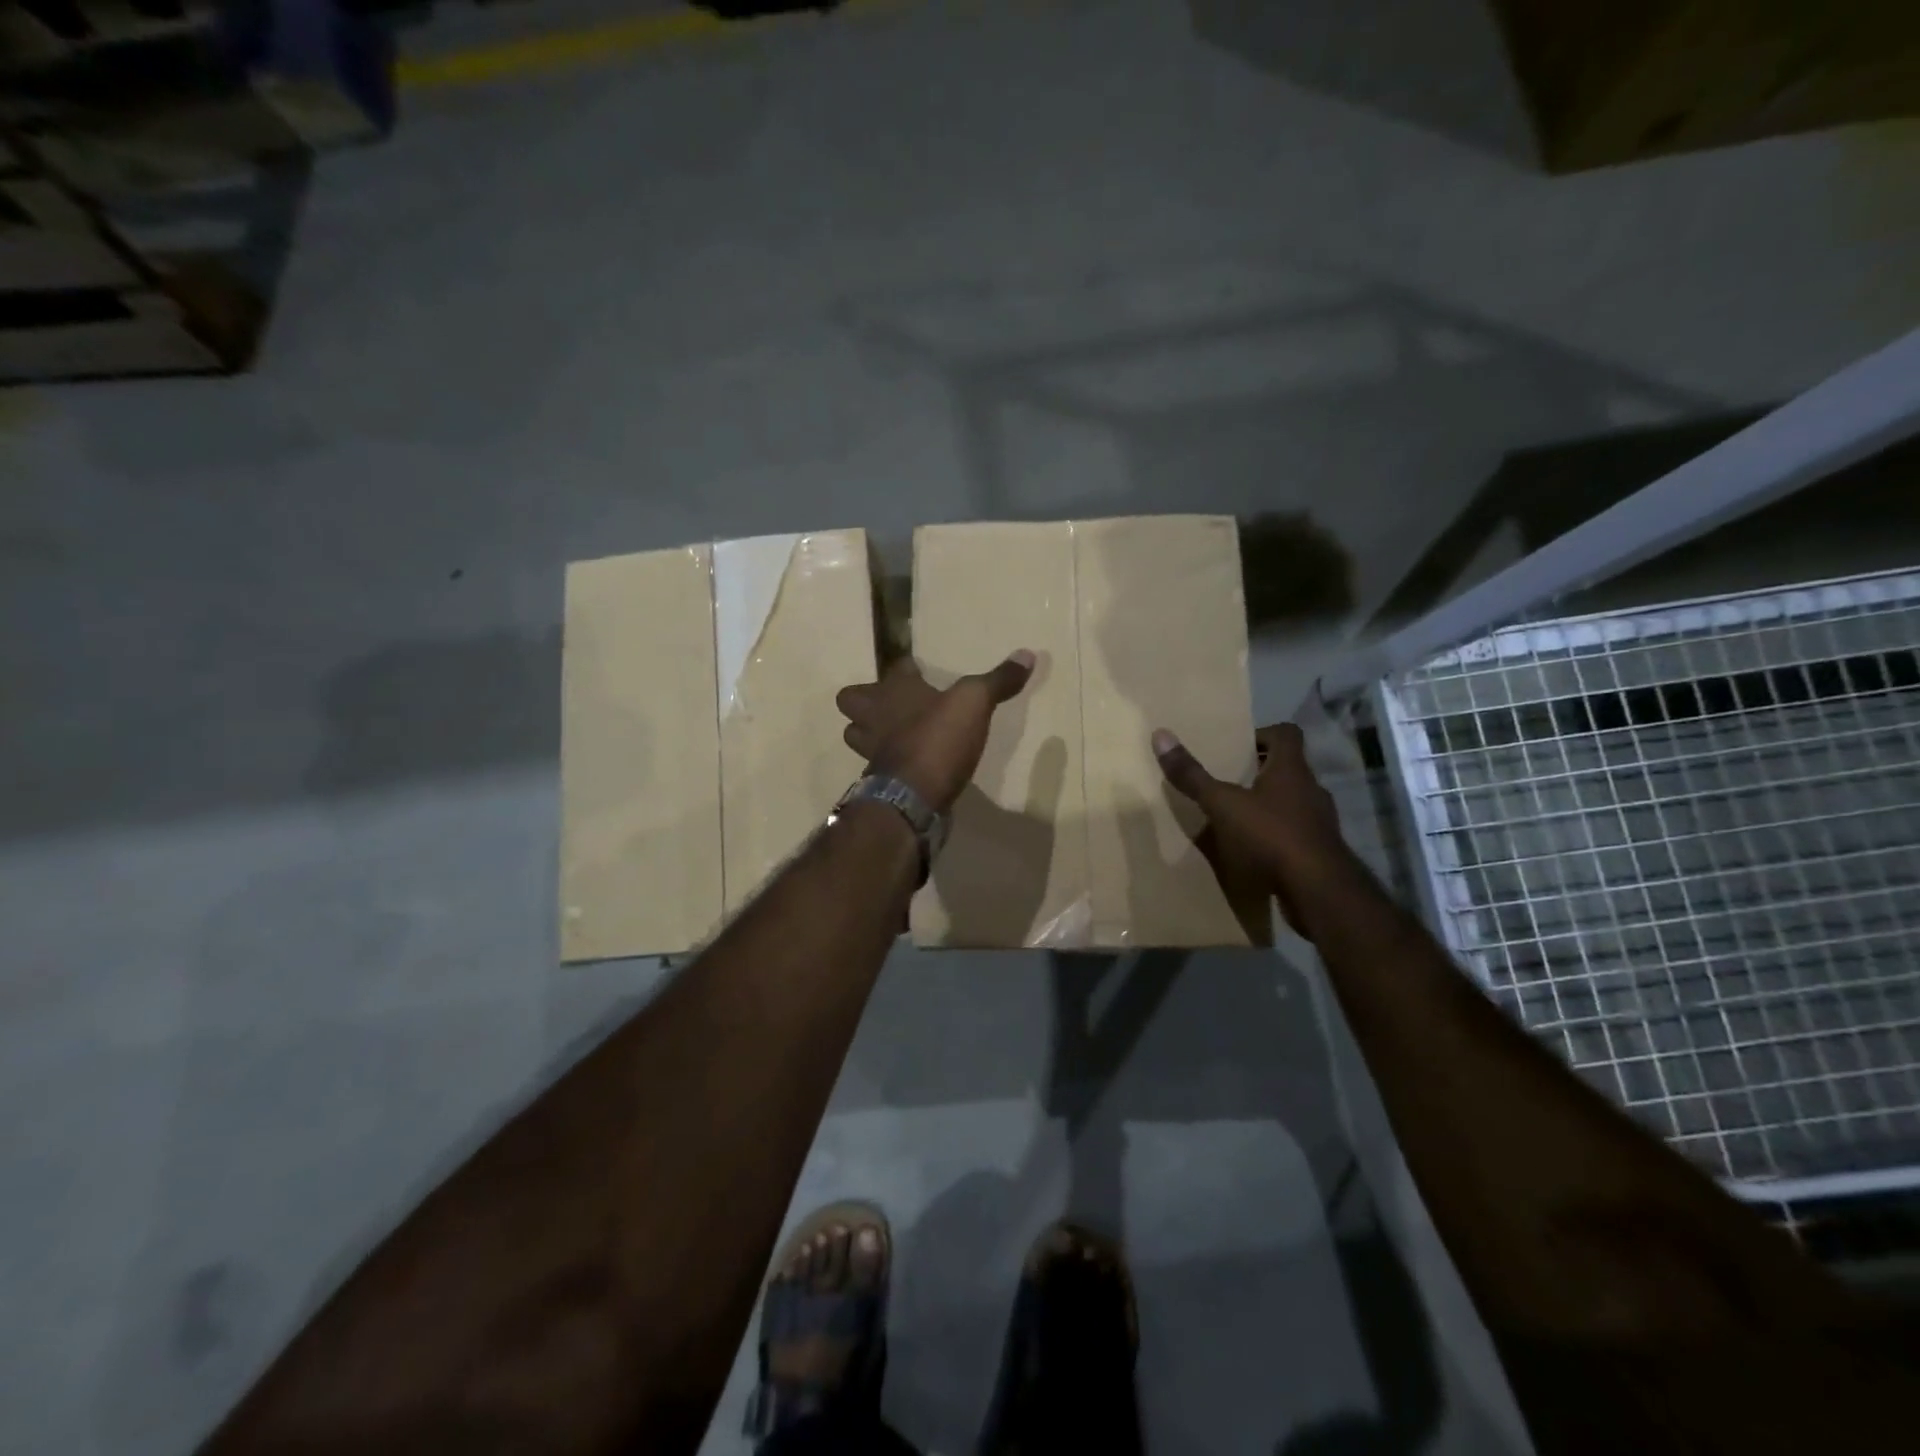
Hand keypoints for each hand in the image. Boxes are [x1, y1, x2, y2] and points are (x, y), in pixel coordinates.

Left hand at [836, 650, 1036, 812]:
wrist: (912, 798)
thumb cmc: (938, 739)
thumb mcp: (975, 703)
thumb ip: (998, 680)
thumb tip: (1027, 653)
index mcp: (895, 690)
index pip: (897, 667)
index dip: (908, 667)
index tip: (919, 669)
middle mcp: (875, 715)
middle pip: (852, 699)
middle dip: (867, 699)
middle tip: (892, 703)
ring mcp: (871, 749)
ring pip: (857, 733)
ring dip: (869, 731)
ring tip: (893, 733)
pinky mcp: (877, 779)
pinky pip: (876, 764)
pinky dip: (888, 761)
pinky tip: (909, 764)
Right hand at [1153, 721, 1353, 934]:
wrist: (1318, 891)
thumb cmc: (1270, 836)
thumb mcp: (1222, 805)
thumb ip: (1192, 775)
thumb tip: (1161, 735)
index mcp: (1292, 770)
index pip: (1286, 733)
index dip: (1263, 734)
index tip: (1238, 748)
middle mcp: (1312, 789)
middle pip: (1289, 768)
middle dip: (1261, 772)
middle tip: (1230, 781)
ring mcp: (1321, 822)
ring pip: (1294, 802)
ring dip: (1270, 805)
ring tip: (1239, 818)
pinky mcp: (1322, 851)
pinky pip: (1297, 833)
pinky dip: (1278, 835)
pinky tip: (1256, 851)